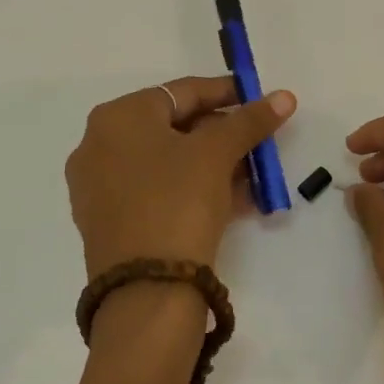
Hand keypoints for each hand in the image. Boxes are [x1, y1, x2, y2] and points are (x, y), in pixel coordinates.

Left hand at [66, 77, 295, 277]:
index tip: (260, 99)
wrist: (146, 292)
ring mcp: (100, 186)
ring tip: (254, 175)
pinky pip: (158, 190)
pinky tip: (233, 200)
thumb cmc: (178, 202)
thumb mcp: (218, 154)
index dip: (227, 92)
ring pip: (168, 162)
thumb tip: (284, 96)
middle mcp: (99, 145)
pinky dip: (193, 188)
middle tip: (259, 142)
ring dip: (213, 164)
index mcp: (118, 117)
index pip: (182, 91)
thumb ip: (250, 121)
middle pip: (174, 126)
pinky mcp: (110, 221)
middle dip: (222, 134)